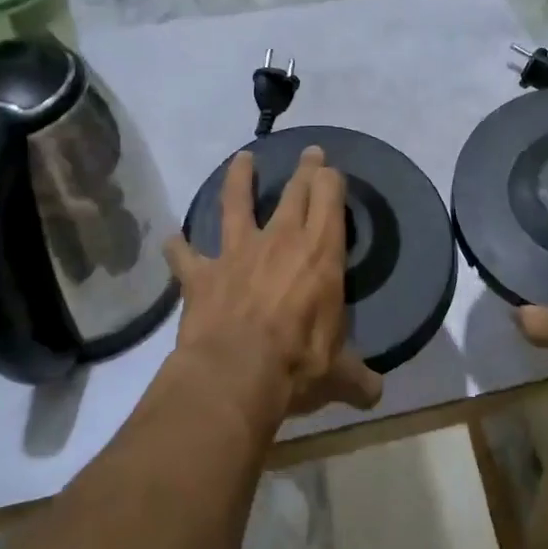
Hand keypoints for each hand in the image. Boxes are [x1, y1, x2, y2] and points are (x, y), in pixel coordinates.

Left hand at [164, 147, 382, 430]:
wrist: (234, 374)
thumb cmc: (296, 365)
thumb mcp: (338, 375)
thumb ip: (358, 379)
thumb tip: (376, 395)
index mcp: (320, 254)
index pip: (329, 198)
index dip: (331, 180)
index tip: (332, 170)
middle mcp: (280, 241)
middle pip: (294, 191)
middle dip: (304, 169)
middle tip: (309, 152)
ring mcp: (237, 253)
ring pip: (236, 203)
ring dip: (239, 179)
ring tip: (241, 159)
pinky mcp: (201, 274)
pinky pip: (185, 255)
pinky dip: (178, 248)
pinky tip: (171, 241)